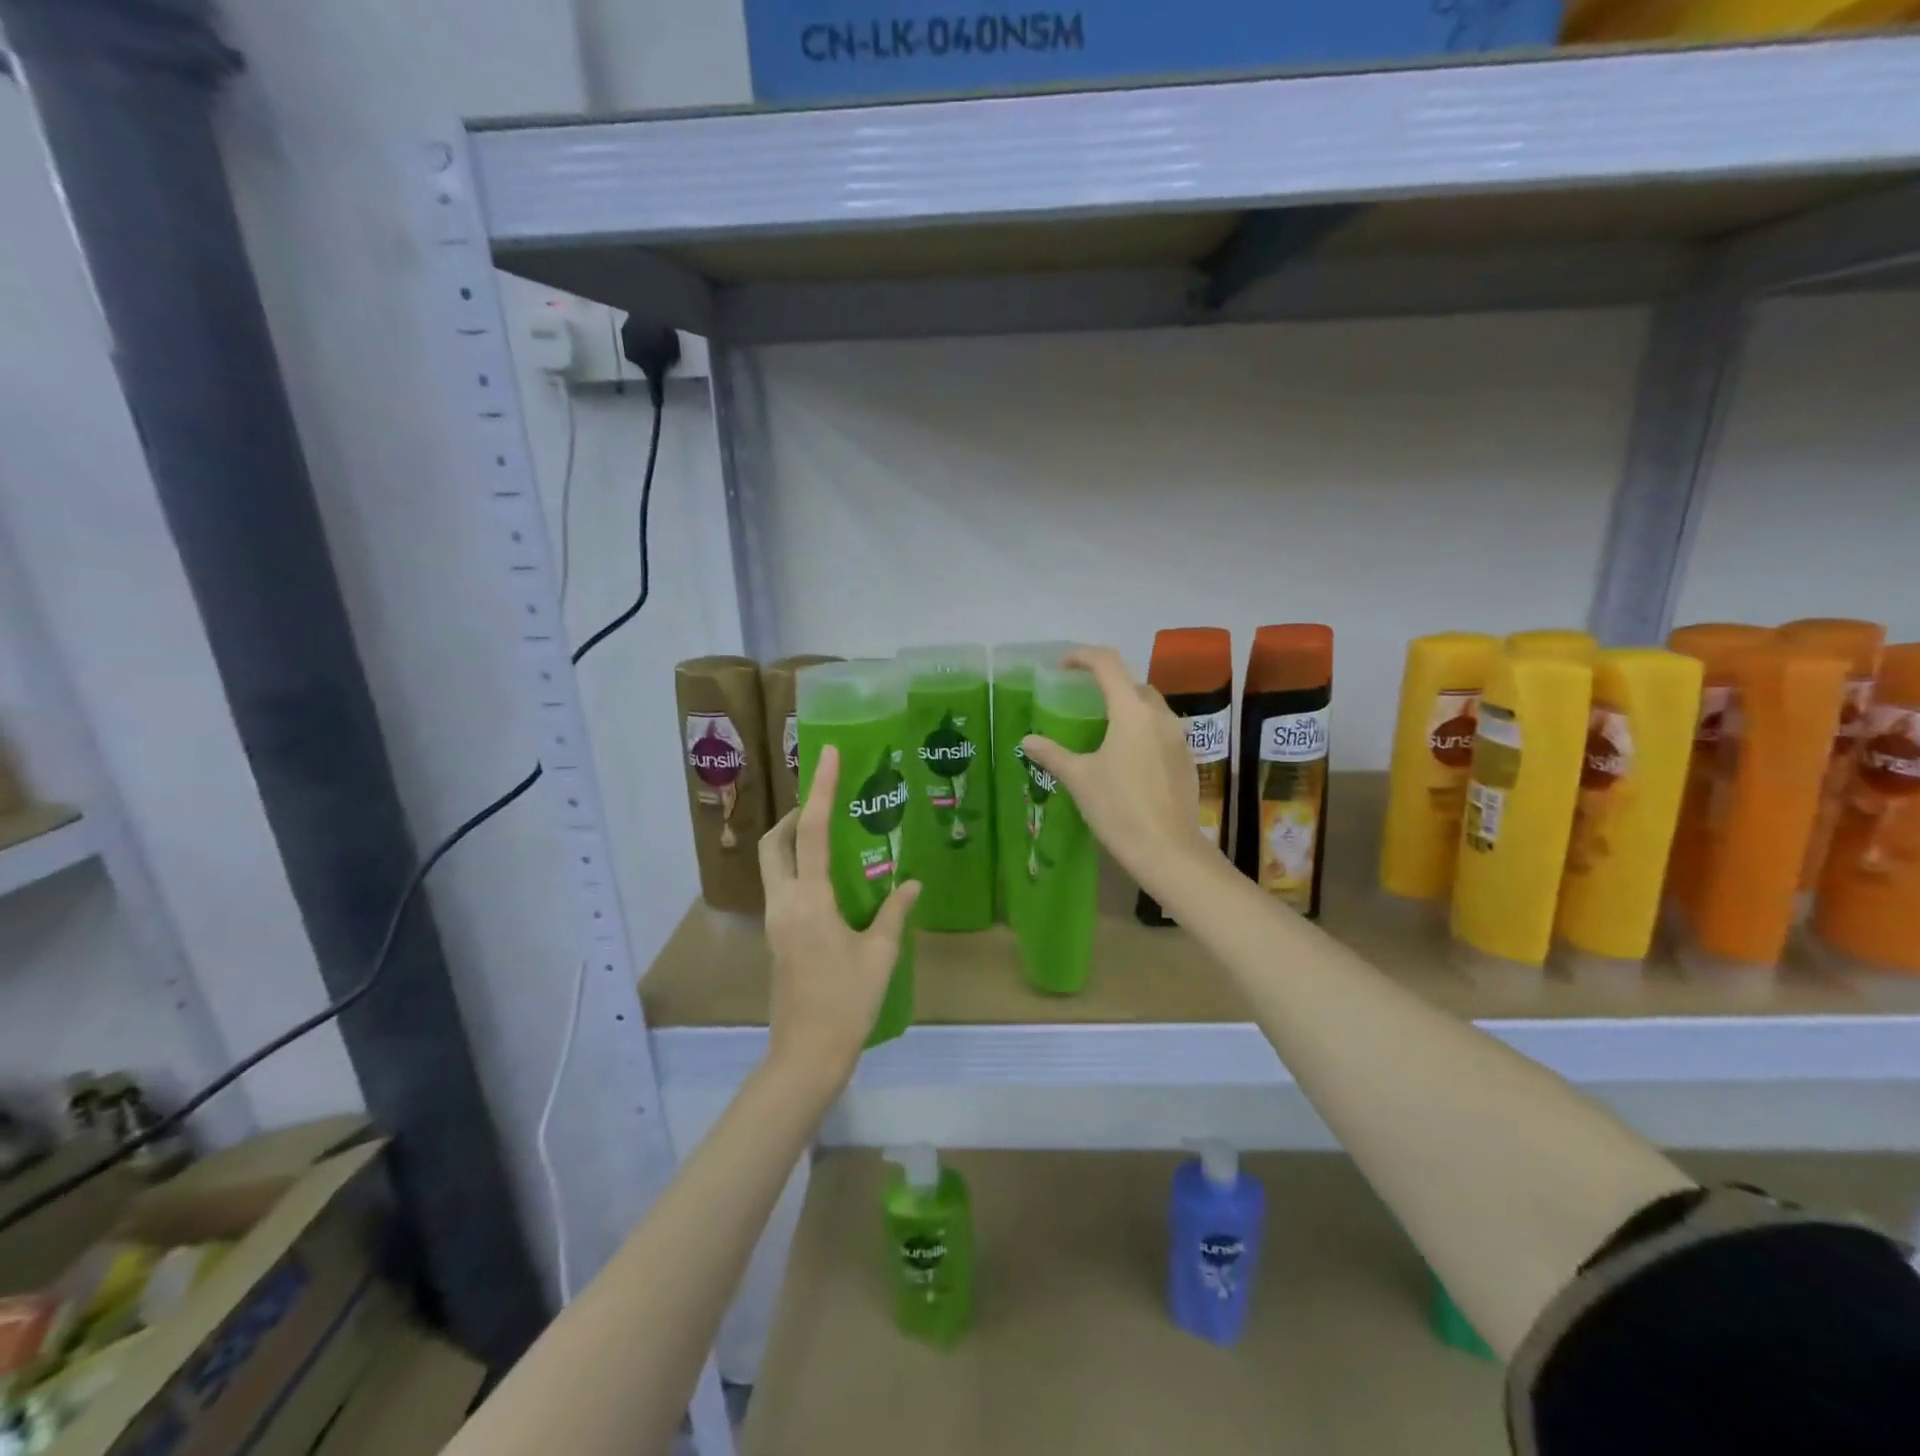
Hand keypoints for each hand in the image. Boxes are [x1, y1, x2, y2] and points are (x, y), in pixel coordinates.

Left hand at [759, 745, 919, 1087]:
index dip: (822, 789)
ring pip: (772, 864)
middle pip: (773, 843)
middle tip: (826, 805)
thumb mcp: (880, 955)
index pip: (811, 832)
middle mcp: (783, 903)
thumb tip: (910, 882)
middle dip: (793, 815)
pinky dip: (797, 868)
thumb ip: (894, 912)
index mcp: (809, 901)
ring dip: (792, 840)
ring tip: (831, 836)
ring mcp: (775, 921)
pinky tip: (831, 880)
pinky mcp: (777, 937)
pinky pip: (782, 886)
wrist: (806, 1055)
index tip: (829, 754)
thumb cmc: (847, 1003)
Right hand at [1021, 646, 1216, 900]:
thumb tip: (1027, 741)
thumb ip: (1053, 754)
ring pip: (1150, 707)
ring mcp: (1178, 737)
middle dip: (1107, 683)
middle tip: (1082, 697)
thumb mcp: (1079, 779)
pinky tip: (1127, 756)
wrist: (1168, 851)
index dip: (1083, 656)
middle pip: (1133, 683)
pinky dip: (1141, 729)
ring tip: (1103, 727)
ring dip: (1127, 706)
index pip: (1108, 664)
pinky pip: (1161, 730)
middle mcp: (1159, 716)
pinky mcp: (1186, 759)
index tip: (1062, 665)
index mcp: (1131, 712)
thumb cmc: (1119, 809)